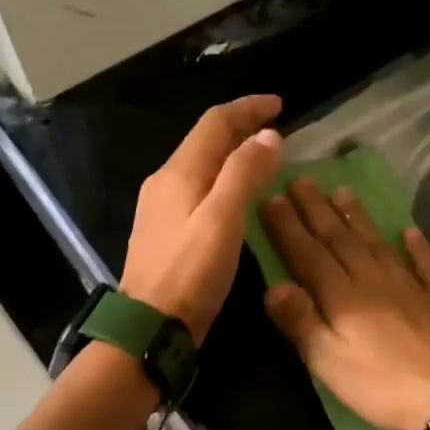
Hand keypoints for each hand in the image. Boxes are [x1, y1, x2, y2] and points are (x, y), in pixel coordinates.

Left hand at [121, 95, 283, 343]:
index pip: (215, 123)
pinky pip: (198, 187)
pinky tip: (237, 194)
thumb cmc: (190, 272)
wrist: (150, 325)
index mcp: (179, 172)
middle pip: (205, 140)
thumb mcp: (222, 219)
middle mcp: (165, 181)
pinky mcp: (165, 230)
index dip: (247, 109)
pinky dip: (223, 178)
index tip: (279, 104)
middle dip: (240, 127)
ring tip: (263, 156)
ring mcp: (161, 207)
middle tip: (276, 127)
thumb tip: (268, 135)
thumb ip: (245, 173)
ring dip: (232, 153)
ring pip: (201, 164)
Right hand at [259, 179, 429, 429]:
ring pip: (378, 244)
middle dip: (317, 209)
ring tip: (343, 192)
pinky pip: (426, 265)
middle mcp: (374, 280)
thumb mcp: (329, 362)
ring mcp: (411, 287)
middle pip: (340, 239)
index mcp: (343, 296)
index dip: (288, 226)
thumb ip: (301, 321)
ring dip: (359, 217)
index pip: (307, 254)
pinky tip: (411, 232)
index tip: (271, 196)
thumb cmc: (384, 386)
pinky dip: (417, 247)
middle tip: (301, 180)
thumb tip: (272, 284)